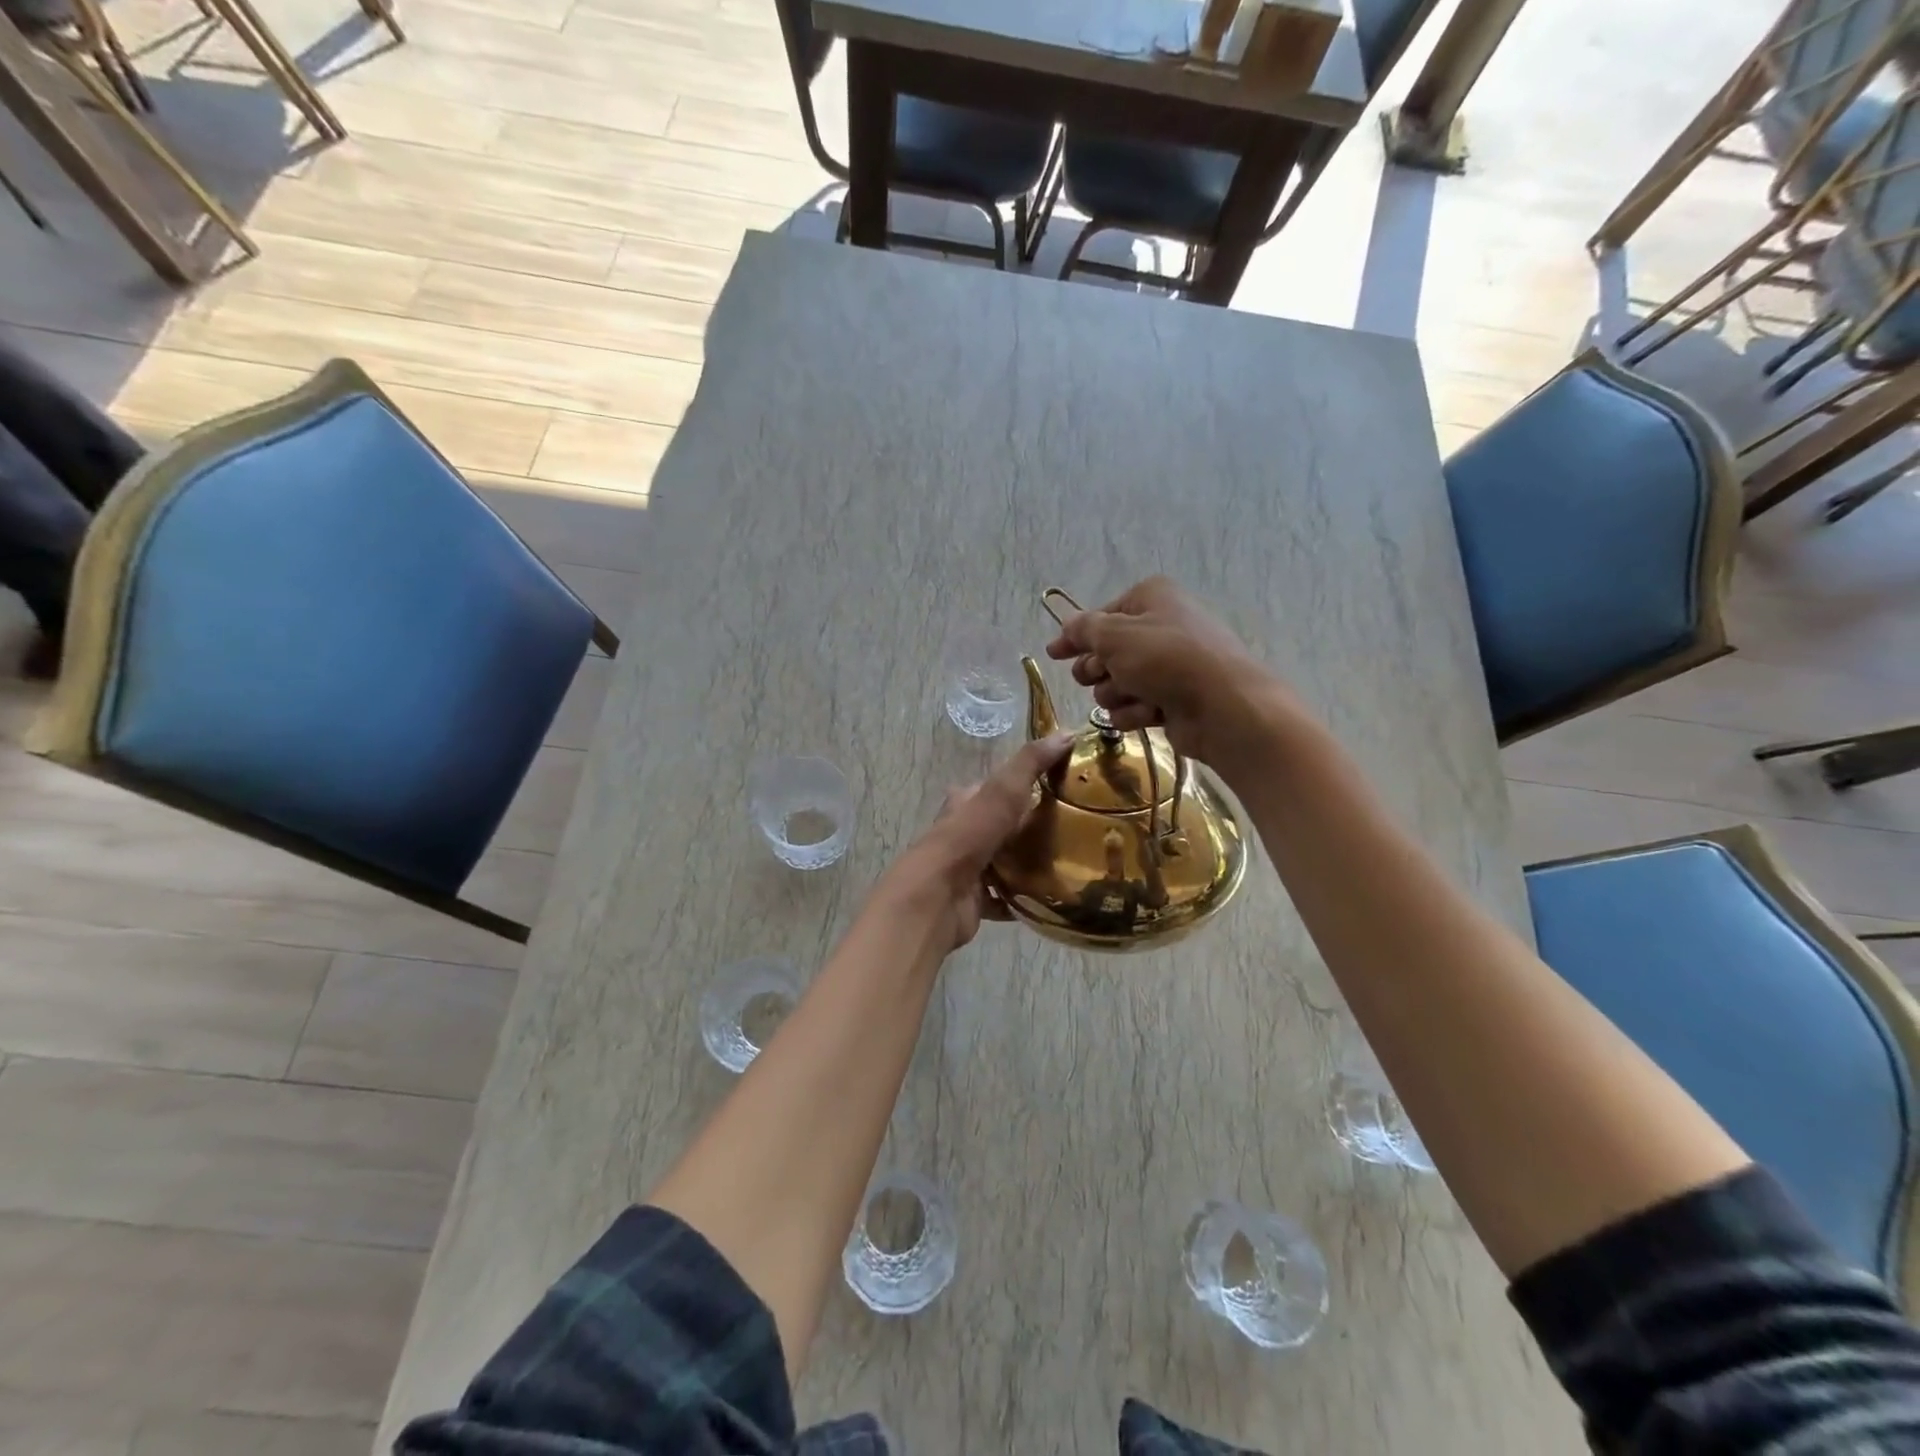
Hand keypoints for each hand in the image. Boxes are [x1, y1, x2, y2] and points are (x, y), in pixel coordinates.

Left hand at [882, 732, 1075, 949]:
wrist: (937, 897)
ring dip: (1028, 864)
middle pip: (1001, 827)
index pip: (995, 788)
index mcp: (964, 804)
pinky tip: (1049, 899)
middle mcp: (962, 834)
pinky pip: (1003, 899)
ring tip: (1069, 864)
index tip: (1059, 788)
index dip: (1022, 785)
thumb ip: (1031, 763)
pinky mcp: (972, 901)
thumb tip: (1067, 732)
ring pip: (1003, 862)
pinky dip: (1022, 899)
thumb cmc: (968, 837)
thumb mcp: (1003, 791)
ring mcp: (966, 870)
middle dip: (1030, 828)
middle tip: (1072, 831)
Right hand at [1044, 576, 1295, 767]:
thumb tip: (1068, 625)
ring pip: (1117, 683)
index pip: (1101, 616)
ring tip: (1134, 696)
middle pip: (1107, 652)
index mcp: (1151, 599)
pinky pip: (1135, 706)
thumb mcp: (1115, 635)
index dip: (1076, 636)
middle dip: (1096, 669)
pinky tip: (1149, 713)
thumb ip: (1084, 629)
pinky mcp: (1173, 700)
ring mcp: (1169, 666)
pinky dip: (1136, 712)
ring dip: (1116, 693)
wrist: (1222, 706)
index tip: (1053, 653)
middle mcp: (1161, 628)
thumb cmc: (1165, 659)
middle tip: (1093, 676)